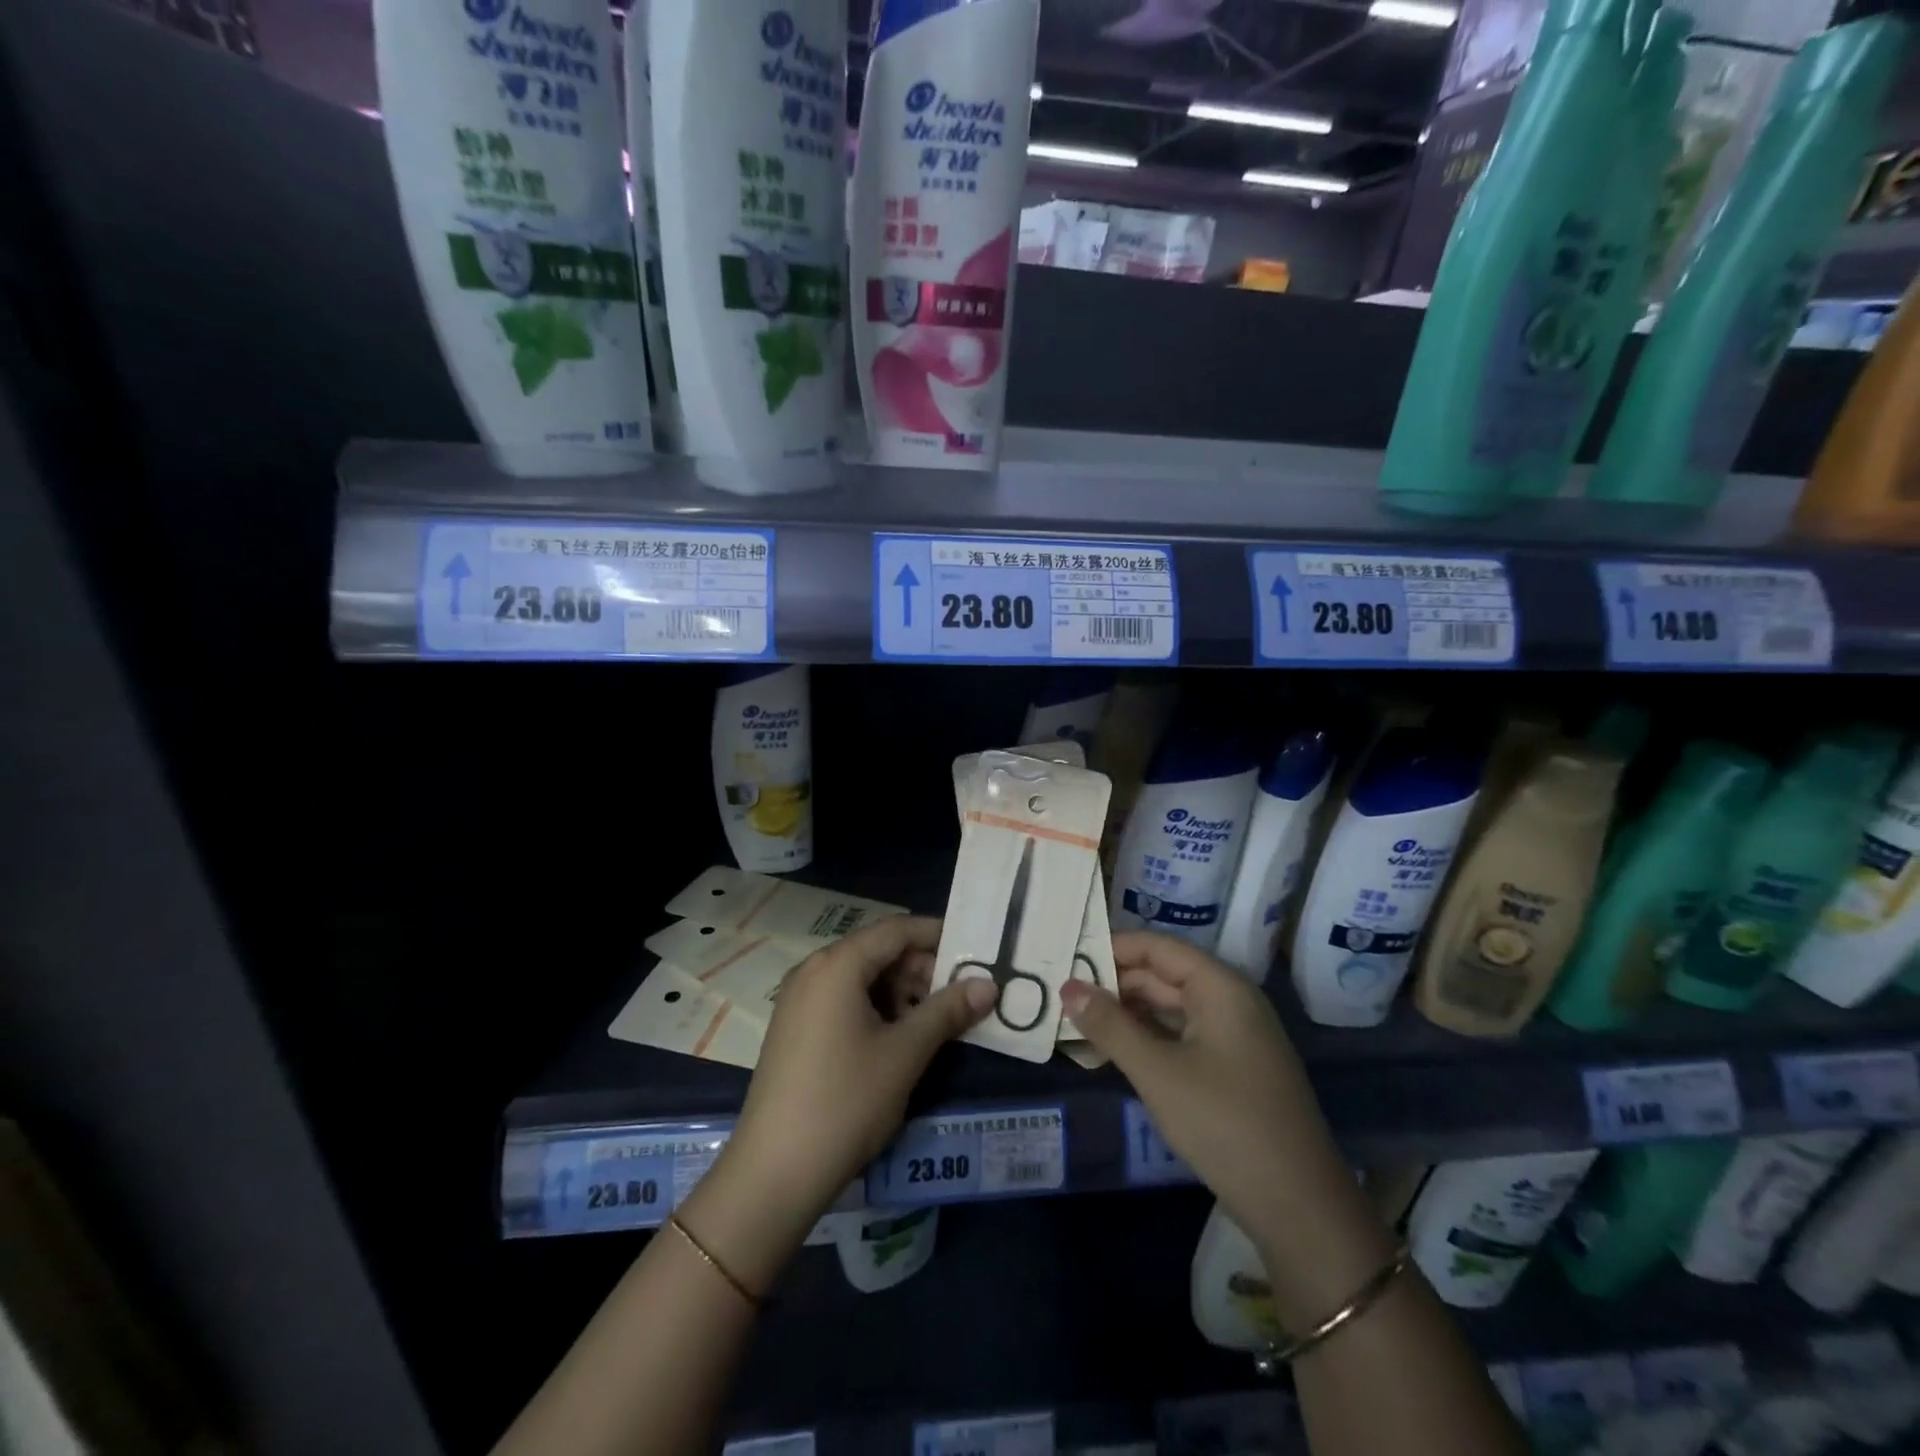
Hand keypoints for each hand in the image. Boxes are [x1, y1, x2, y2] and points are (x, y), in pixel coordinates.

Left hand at [683, 916, 994, 1292]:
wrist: (774, 1172)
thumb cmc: (845, 1102)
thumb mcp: (905, 1053)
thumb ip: (948, 1011)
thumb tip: (988, 984)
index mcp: (837, 964)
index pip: (896, 929)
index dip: (937, 934)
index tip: (975, 950)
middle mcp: (814, 970)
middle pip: (878, 951)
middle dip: (922, 968)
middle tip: (964, 994)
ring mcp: (799, 1000)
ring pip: (862, 978)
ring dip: (902, 991)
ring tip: (939, 1020)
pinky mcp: (795, 1028)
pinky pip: (844, 1000)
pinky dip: (877, 1008)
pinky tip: (901, 1038)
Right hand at [1060, 932, 1395, 1325]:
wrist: (1300, 1208)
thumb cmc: (1225, 1125)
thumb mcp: (1158, 1073)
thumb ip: (1110, 1026)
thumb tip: (1067, 987)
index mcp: (1220, 987)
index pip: (1157, 947)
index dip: (1112, 947)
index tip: (1067, 957)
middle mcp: (1230, 1001)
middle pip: (1163, 975)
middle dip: (1113, 983)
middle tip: (1061, 994)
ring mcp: (1234, 1037)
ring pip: (1170, 1009)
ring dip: (1126, 1014)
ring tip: (1076, 1021)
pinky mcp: (1232, 1069)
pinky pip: (1181, 1037)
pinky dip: (1147, 1040)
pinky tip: (1112, 1052)